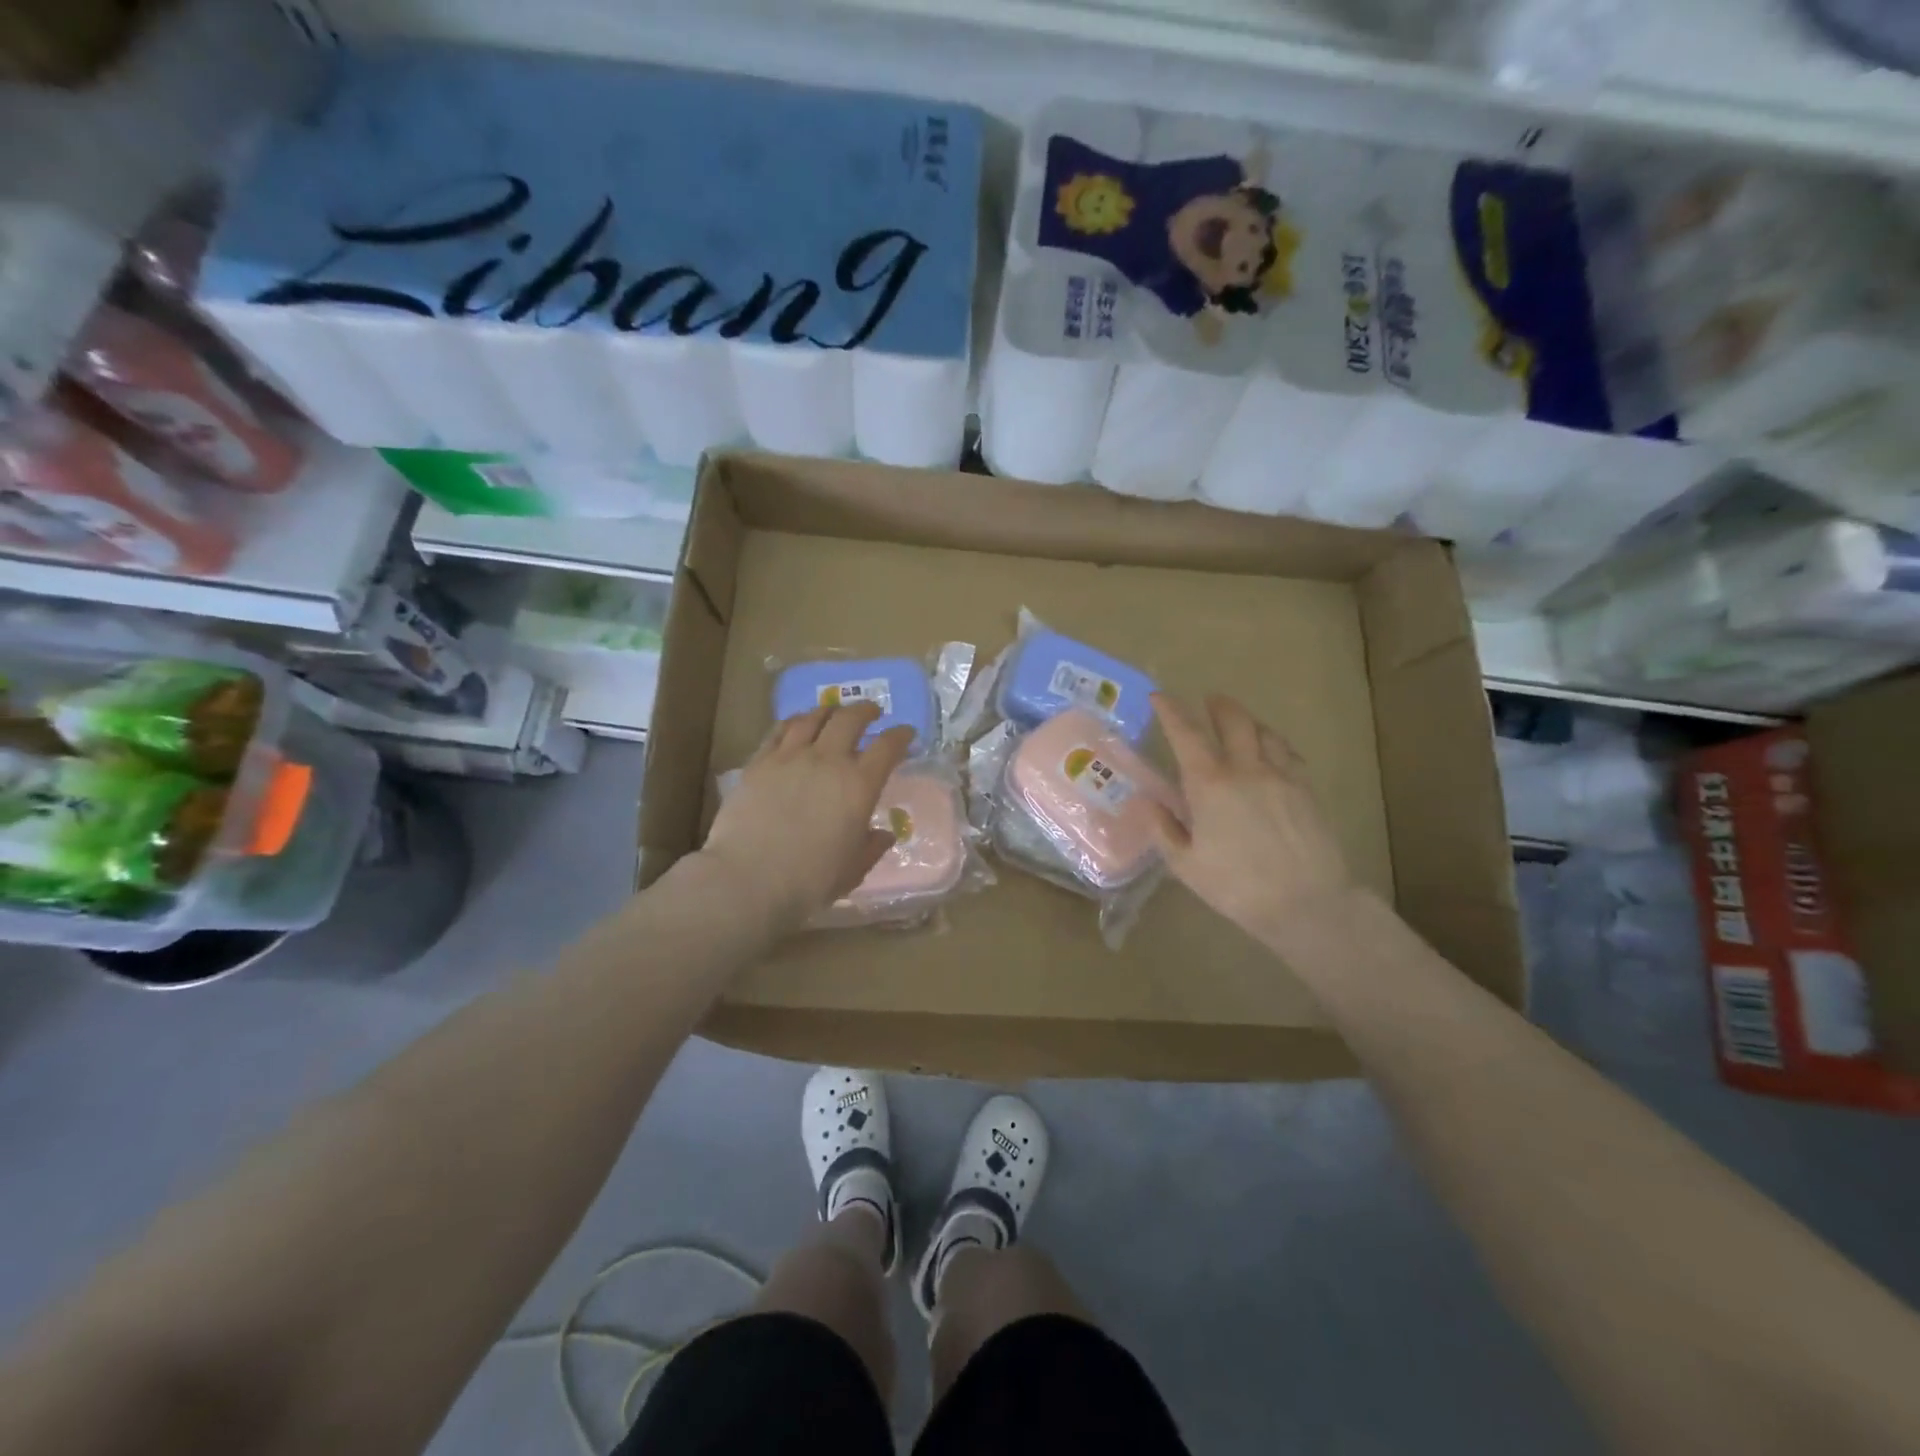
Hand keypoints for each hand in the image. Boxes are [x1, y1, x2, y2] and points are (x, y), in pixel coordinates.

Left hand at [697, 702, 912, 933]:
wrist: (748, 879)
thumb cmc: (809, 881)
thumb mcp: (853, 870)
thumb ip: (871, 848)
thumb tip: (883, 835)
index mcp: (859, 786)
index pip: (888, 747)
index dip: (900, 736)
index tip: (906, 733)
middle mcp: (828, 761)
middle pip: (850, 719)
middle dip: (865, 711)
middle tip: (872, 712)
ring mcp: (790, 757)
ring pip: (813, 718)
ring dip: (829, 711)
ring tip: (833, 713)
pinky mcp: (759, 762)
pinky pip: (779, 730)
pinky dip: (795, 722)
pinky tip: (797, 725)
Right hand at [1148, 693, 1354, 943]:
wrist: (1305, 904)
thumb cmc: (1236, 886)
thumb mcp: (1185, 864)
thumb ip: (1163, 829)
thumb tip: (1146, 802)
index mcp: (1210, 785)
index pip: (1186, 735)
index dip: (1171, 711)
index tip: (1160, 696)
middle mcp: (1246, 769)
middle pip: (1234, 721)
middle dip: (1219, 706)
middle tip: (1209, 700)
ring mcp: (1282, 777)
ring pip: (1265, 733)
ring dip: (1248, 722)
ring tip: (1241, 724)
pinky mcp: (1307, 791)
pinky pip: (1289, 754)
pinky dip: (1274, 744)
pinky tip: (1273, 754)